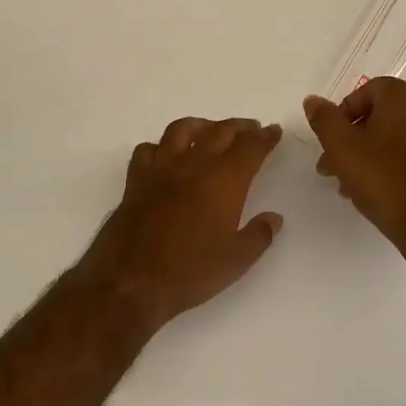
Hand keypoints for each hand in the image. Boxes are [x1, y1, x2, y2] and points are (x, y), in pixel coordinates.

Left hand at [68, 118, 285, 336]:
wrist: (131, 280)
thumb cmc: (189, 272)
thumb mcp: (235, 261)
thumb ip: (259, 235)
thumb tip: (274, 217)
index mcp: (224, 181)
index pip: (250, 148)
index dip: (264, 137)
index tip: (273, 131)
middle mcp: (193, 166)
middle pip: (219, 132)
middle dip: (239, 127)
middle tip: (250, 128)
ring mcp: (161, 169)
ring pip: (182, 130)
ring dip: (201, 125)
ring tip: (210, 130)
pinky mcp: (136, 180)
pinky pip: (148, 149)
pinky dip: (160, 146)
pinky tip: (166, 155)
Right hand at [304, 78, 405, 251]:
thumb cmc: (386, 180)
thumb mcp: (342, 148)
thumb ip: (324, 120)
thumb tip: (313, 100)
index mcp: (404, 98)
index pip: (366, 91)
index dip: (342, 114)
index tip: (330, 142)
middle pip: (379, 117)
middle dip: (351, 140)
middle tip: (332, 167)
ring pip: (394, 141)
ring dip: (368, 157)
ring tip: (350, 187)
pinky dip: (392, 170)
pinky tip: (379, 195)